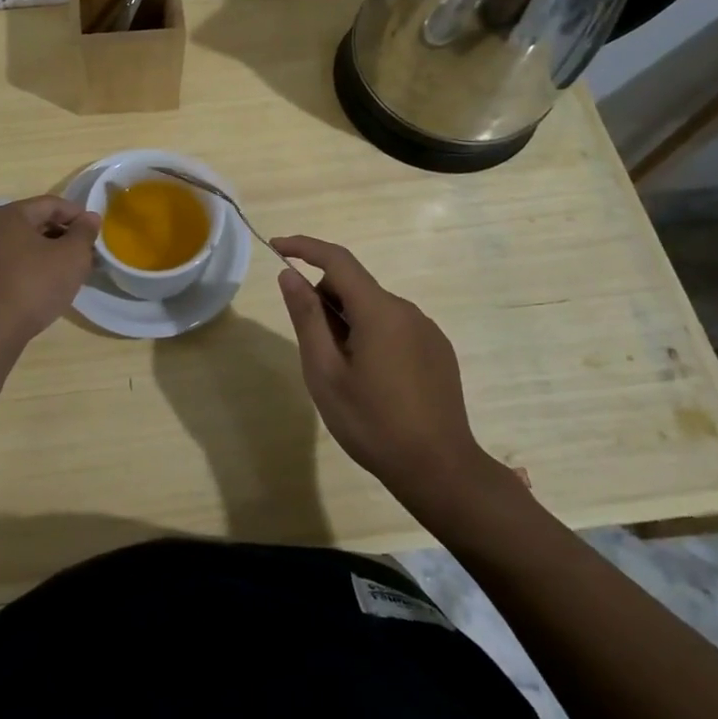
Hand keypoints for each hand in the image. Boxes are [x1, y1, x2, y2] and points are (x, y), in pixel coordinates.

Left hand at [0, 195, 100, 349]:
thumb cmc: (33, 285)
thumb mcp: (71, 257)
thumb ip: (84, 233)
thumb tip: (89, 217)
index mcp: (11, 214)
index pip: (52, 204)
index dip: (78, 215)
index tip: (97, 233)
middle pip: (37, 222)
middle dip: (65, 236)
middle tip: (87, 255)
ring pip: (27, 245)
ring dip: (51, 254)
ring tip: (72, 273)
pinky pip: (16, 263)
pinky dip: (35, 268)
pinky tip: (48, 287)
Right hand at [273, 234, 514, 509]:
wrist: (441, 471)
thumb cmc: (373, 423)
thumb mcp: (325, 373)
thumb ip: (306, 317)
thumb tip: (289, 274)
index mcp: (378, 311)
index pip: (337, 259)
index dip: (304, 247)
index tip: (276, 248)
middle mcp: (406, 310)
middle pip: (354, 286)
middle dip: (325, 301)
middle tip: (313, 349)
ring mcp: (427, 330)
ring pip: (374, 308)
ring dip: (349, 323)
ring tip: (344, 374)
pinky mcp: (438, 351)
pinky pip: (395, 327)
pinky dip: (372, 336)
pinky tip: (373, 382)